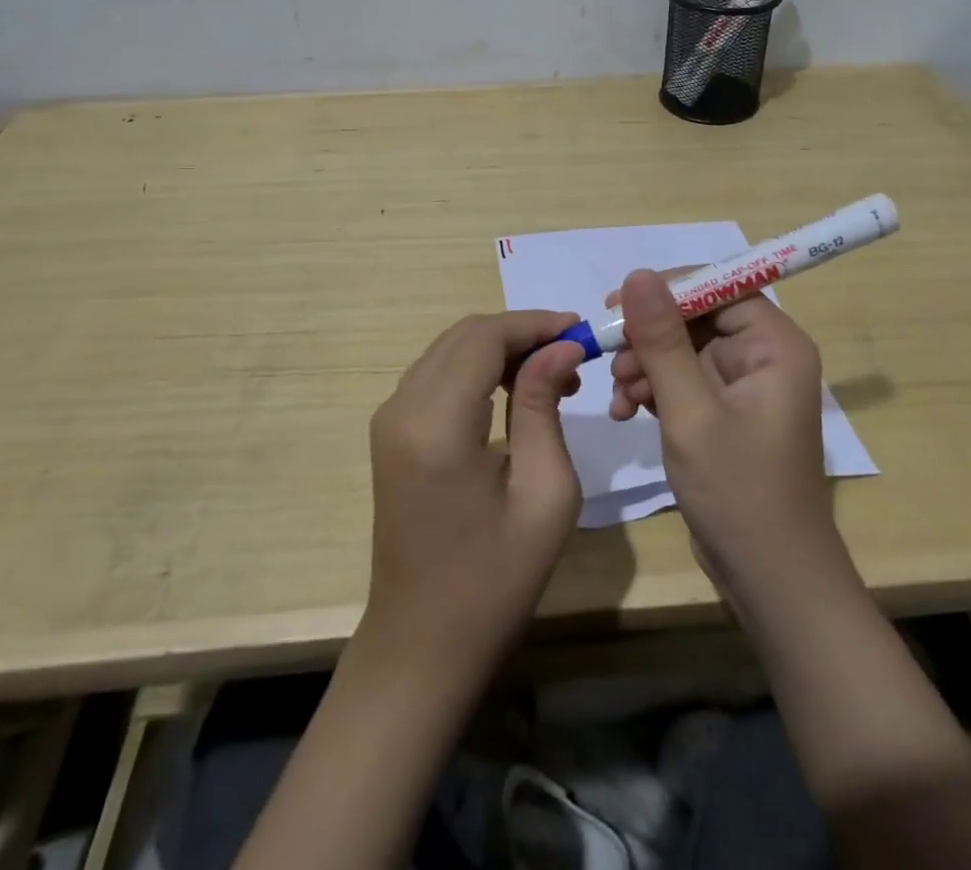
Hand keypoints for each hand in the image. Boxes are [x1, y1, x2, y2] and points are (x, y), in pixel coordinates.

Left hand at [361, 311, 586, 680]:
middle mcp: (401, 408)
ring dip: (500, 349)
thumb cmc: (494, 581)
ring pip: (450, 349)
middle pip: (465, 335)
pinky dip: (478, 368)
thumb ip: (544, 406)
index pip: (484, 337)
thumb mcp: (543, 493)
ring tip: (553, 378)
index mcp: (436, 424)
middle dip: (521, 333)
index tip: (582, 332)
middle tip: (572, 357)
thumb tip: (560, 347)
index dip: (534, 324)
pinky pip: (437, 375)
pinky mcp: (391, 432)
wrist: (422, 645)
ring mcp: (388, 419)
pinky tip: (514, 393)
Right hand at [613, 269, 848, 611]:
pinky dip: (651, 390)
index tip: (616, 305)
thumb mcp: (690, 411)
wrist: (770, 580)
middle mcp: (763, 355)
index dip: (666, 290)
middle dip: (649, 337)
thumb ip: (662, 341)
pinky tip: (624, 412)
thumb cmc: (739, 492)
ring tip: (617, 396)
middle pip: (695, 317)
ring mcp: (743, 385)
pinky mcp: (724, 412)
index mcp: (775, 345)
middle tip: (608, 357)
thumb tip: (638, 274)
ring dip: (644, 365)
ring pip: (681, 349)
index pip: (717, 287)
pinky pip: (681, 380)